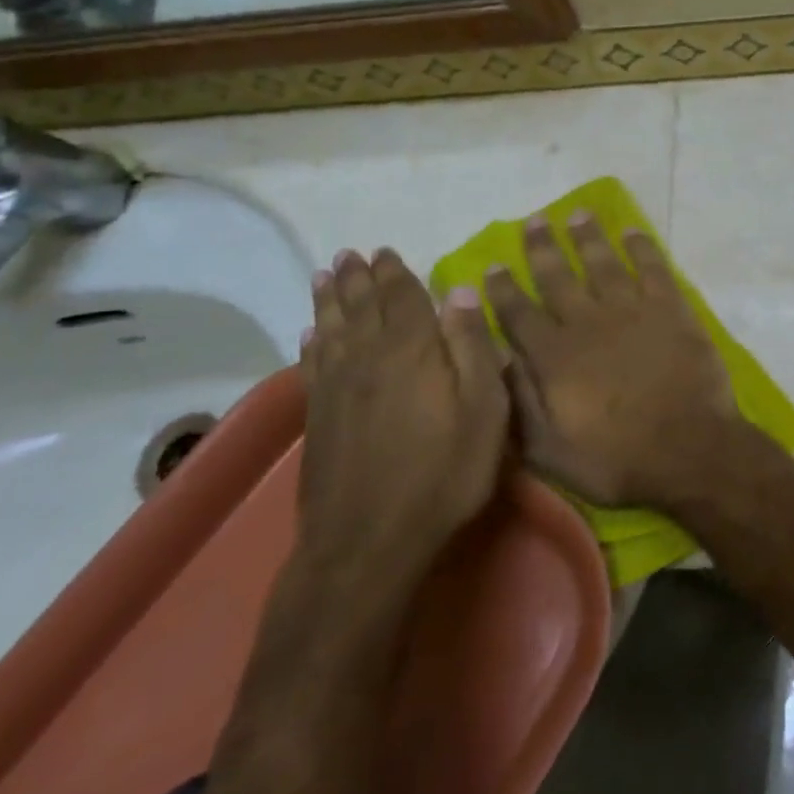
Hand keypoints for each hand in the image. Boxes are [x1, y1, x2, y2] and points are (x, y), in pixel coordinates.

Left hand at [296, 248, 508, 595]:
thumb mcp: (483, 410)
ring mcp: (337, 389)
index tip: (386, 251)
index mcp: (412, 351)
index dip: (395, 273)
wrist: (370, 542)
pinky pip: (312, 365)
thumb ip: (473, 347)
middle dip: (357, 278)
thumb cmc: (444, 473)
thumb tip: (460, 291)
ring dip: (329, 300)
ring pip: (331, 330)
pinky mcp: (318, 419)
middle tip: (349, 254)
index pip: (402, 298)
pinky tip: (310, 335)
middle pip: (361, 307)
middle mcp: (368, 358)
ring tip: (325, 276)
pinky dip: (312, 343)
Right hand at [486, 212, 739, 509]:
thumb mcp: (550, 452)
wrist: (688, 450)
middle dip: (542, 247)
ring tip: (577, 214)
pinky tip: (632, 231)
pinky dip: (642, 247)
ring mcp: (632, 310)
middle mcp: (588, 323)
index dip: (503, 288)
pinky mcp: (670, 308)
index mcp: (555, 357)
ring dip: (588, 237)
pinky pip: (652, 268)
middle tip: (534, 220)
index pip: (519, 313)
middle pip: (558, 277)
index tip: (493, 264)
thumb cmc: (616, 460)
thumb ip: (520, 403)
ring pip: (602, 263)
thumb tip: (500, 360)